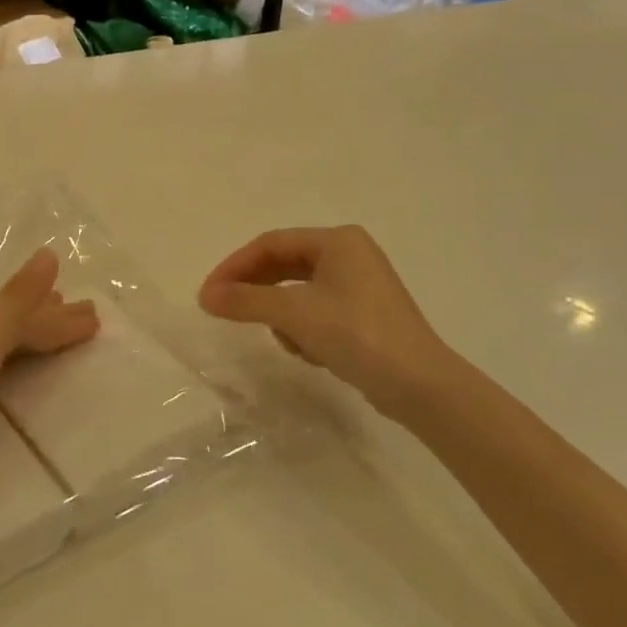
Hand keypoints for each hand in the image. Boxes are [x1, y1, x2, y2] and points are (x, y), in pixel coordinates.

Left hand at [0, 249, 99, 469]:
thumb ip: (19, 301)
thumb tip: (49, 254)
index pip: (31, 314)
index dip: (62, 318)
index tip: (95, 317)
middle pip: (12, 320)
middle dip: (46, 316)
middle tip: (77, 314)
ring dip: (24, 333)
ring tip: (44, 333)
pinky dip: (0, 356)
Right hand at [198, 226, 454, 419]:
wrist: (421, 387)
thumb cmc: (358, 335)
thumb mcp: (295, 314)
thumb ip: (247, 301)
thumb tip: (206, 296)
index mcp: (338, 240)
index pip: (270, 244)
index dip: (234, 266)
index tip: (209, 294)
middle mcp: (349, 254)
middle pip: (284, 265)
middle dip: (256, 291)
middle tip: (224, 311)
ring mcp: (359, 285)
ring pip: (298, 291)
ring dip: (283, 315)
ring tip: (286, 340)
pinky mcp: (364, 314)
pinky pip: (316, 311)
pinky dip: (304, 328)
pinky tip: (311, 353)